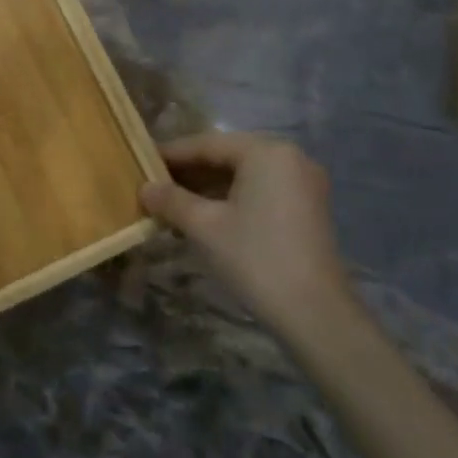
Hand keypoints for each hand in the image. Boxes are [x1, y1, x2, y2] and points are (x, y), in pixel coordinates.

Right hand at [140, 132, 355, 336]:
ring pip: (244, 175)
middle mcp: (289, 158)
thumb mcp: (204, 226)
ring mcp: (303, 183)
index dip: (172, 154)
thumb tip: (145, 188)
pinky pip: (261, 191)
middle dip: (190, 172)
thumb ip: (171, 200)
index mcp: (266, 151)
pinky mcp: (307, 209)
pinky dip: (232, 199)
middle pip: (228, 156)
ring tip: (173, 204)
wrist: (315, 313)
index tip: (142, 162)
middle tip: (154, 185)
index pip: (208, 144)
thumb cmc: (255, 258)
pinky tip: (205, 217)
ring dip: (208, 188)